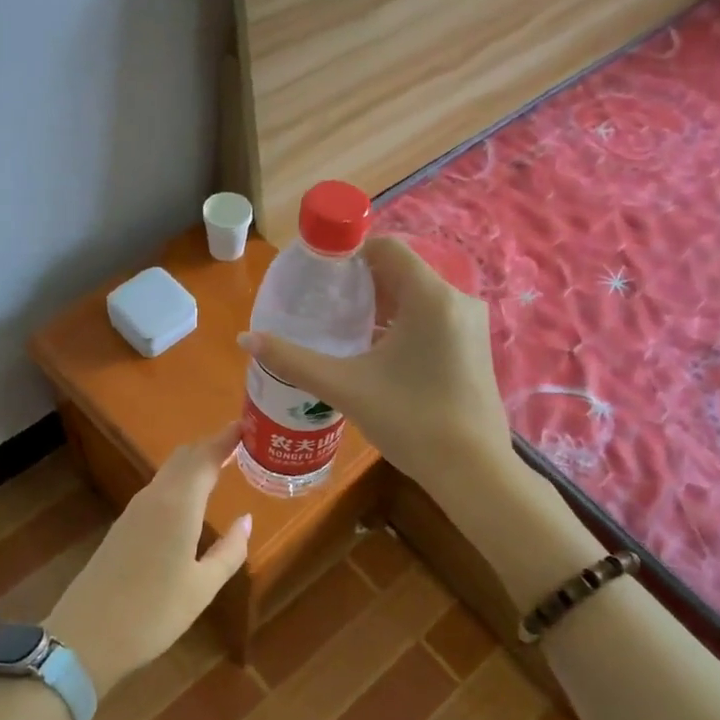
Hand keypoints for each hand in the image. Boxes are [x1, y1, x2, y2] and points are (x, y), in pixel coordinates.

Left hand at [44, 424, 250, 697]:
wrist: (85, 638)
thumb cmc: (153, 613)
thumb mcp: (202, 587)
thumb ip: (229, 550)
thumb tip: (246, 519)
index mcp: (178, 504)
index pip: (206, 455)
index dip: (228, 437)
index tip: (250, 425)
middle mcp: (155, 497)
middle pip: (185, 457)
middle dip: (212, 446)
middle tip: (242, 445)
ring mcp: (134, 510)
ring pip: (169, 472)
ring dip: (195, 464)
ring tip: (222, 468)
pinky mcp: (122, 526)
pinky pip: (158, 489)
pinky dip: (180, 482)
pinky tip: (191, 500)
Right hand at [241, 236, 510, 492]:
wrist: (473, 472)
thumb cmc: (410, 420)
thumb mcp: (345, 387)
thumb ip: (293, 360)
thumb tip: (245, 338)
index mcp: (430, 296)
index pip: (387, 248)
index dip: (349, 253)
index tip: (319, 276)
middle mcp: (457, 300)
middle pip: (402, 271)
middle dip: (362, 283)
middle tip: (325, 305)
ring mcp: (471, 324)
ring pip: (418, 296)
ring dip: (382, 305)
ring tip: (344, 329)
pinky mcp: (475, 347)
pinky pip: (433, 317)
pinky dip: (404, 323)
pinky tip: (377, 352)